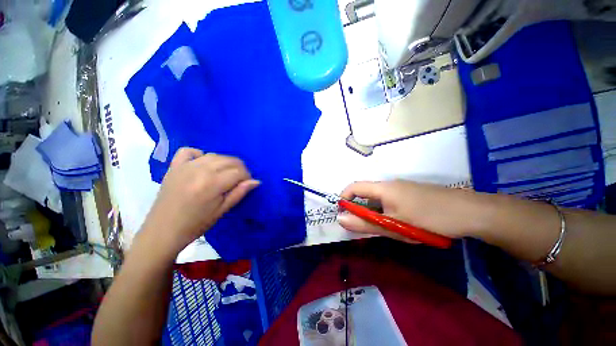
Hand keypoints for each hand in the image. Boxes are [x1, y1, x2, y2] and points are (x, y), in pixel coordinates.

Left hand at [141, 148, 259, 256]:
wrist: (163, 231)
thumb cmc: (196, 224)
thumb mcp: (222, 210)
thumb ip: (239, 193)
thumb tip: (256, 181)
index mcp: (212, 184)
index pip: (238, 171)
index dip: (247, 176)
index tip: (247, 184)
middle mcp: (200, 170)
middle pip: (229, 160)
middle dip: (239, 168)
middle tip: (238, 180)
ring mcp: (185, 166)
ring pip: (214, 155)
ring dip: (224, 162)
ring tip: (224, 174)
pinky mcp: (174, 167)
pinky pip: (189, 151)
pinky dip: (199, 154)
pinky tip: (203, 163)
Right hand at [337, 181, 481, 242]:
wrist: (471, 212)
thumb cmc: (428, 219)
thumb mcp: (393, 226)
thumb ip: (365, 223)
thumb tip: (340, 220)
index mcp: (383, 188)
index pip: (354, 187)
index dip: (344, 198)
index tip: (344, 214)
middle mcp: (390, 184)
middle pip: (367, 194)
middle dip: (362, 210)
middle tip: (369, 228)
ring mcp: (403, 188)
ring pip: (380, 199)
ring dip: (377, 212)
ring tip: (389, 228)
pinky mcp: (412, 193)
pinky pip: (392, 200)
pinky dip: (388, 211)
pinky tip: (402, 223)